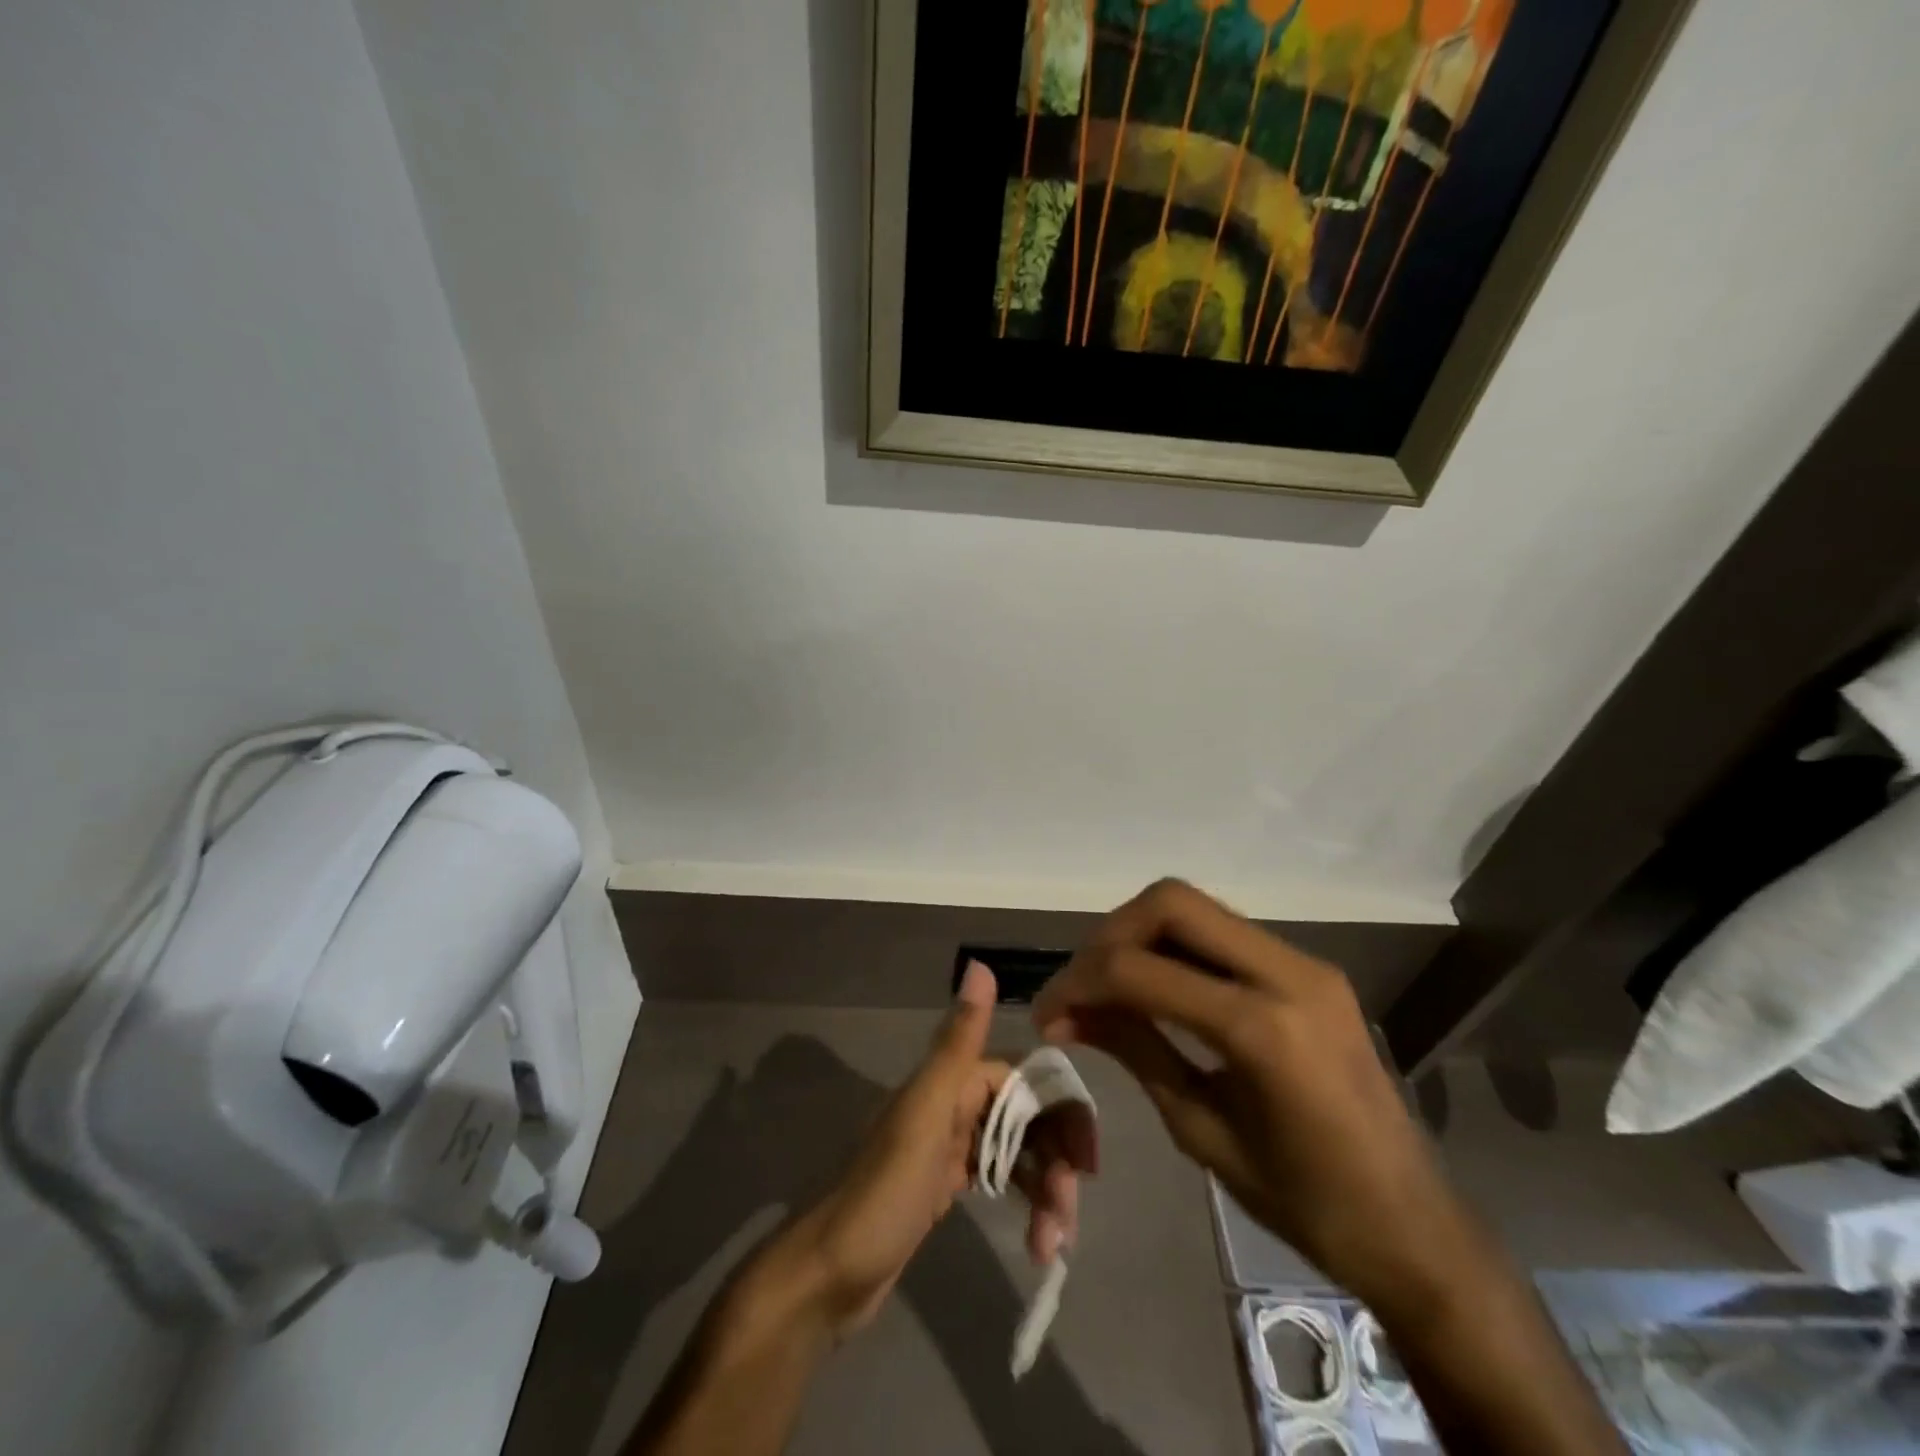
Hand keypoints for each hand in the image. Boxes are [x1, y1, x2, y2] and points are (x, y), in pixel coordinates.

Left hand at [783, 961, 1090, 1339]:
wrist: (830, 1276)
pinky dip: (1025, 1201)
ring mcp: (950, 1146)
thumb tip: (980, 963)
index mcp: (950, 1082)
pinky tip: (1037, 1239)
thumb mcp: (925, 1115)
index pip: (1023, 1077)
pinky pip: (1002, 1177)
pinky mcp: (947, 1184)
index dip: (1061, 1110)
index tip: (1086, 1161)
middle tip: (1068, 1211)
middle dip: (1056, 1157)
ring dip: (1045, 1188)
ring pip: (1018, 1149)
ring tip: (1053, 1244)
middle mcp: (952, 1104)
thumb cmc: (883, 1194)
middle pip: (1026, 1115)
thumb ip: (957, 1044)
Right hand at [1031, 879, 1480, 1317]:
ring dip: (1141, 935)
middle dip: (1110, 935)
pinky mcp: (1310, 969)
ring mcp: (1305, 964)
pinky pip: (1224, 933)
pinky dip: (1176, 948)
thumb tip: (1068, 1014)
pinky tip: (1157, 988)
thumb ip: (1135, 1051)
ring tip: (1109, 986)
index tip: (1048, 1013)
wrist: (1415, 1228)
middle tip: (1081, 986)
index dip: (1080, 982)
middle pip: (1172, 902)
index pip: (1142, 970)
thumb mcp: (1202, 1131)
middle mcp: (1288, 973)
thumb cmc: (1307, 1205)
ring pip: (1197, 908)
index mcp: (1263, 1029)